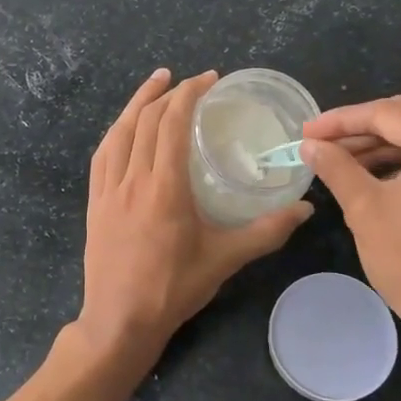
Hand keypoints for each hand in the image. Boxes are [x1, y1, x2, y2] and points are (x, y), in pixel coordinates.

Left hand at [74, 69, 313, 366]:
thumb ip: (267, 231)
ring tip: (155, 83)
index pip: (172, 124)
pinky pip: (102, 155)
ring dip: (136, 103)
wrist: (120, 321)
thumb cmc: (173, 289)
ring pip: (119, 133)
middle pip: (145, 121)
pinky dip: (116, 132)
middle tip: (190, 80)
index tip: (208, 79)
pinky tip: (123, 127)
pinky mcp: (94, 203)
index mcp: (164, 187)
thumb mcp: (225, 259)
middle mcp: (133, 179)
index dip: (189, 94)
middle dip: (167, 92)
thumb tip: (306, 209)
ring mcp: (108, 190)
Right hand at [302, 96, 400, 400]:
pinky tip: (369, 179)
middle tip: (319, 143)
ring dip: (378, 148)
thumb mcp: (365, 208)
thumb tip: (310, 145)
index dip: (341, 120)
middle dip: (359, 130)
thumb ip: (336, 167)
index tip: (305, 132)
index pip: (387, 113)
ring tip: (337, 162)